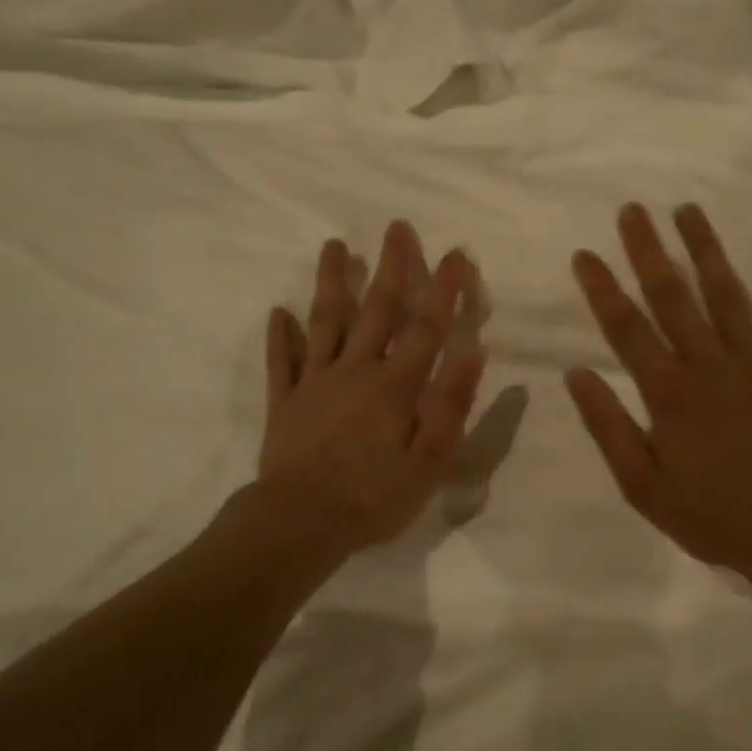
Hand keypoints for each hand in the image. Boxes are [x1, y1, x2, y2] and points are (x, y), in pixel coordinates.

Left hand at [257, 221, 487, 557]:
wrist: (300, 523)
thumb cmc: (373, 496)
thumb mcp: (429, 459)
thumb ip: (451, 403)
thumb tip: (474, 350)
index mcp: (395, 385)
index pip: (426, 327)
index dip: (444, 289)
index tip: (457, 254)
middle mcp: (355, 370)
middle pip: (376, 310)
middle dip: (391, 267)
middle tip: (397, 227)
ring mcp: (315, 382)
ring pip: (324, 322)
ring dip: (332, 282)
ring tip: (334, 246)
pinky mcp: (285, 401)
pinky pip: (282, 361)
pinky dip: (280, 336)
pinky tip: (277, 312)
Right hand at [566, 203, 751, 581]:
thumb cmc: (714, 516)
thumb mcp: (643, 486)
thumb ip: (608, 426)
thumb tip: (575, 373)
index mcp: (669, 393)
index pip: (627, 328)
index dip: (603, 288)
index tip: (585, 253)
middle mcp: (711, 365)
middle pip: (674, 297)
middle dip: (649, 251)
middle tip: (633, 209)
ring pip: (728, 296)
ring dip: (706, 251)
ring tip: (689, 210)